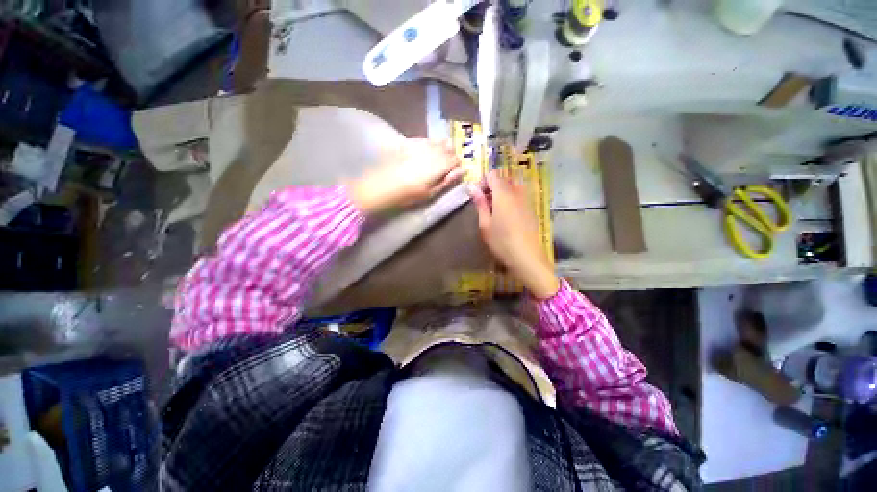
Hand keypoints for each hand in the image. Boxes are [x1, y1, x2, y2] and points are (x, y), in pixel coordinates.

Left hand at [350, 139, 463, 213]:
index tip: (453, 172)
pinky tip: (425, 152)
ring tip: (437, 159)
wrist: (383, 184)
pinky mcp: (410, 142)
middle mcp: (433, 151)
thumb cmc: (409, 193)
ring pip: (438, 142)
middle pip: (449, 148)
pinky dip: (430, 145)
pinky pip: (426, 140)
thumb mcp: (431, 192)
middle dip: (450, 155)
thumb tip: (462, 171)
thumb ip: (448, 180)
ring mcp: (421, 145)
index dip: (457, 165)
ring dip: (441, 148)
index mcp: (441, 164)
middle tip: (445, 167)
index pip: (456, 159)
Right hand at [469, 171, 559, 298]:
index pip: (493, 175)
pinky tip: (506, 216)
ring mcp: (527, 200)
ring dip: (501, 193)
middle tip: (484, 203)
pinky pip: (519, 196)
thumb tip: (472, 188)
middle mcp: (517, 192)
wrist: (527, 257)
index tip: (477, 195)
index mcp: (504, 193)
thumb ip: (480, 203)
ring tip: (494, 210)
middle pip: (504, 179)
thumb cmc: (501, 241)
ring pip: (513, 187)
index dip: (483, 181)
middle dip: (492, 187)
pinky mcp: (532, 209)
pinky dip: (510, 199)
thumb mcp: (485, 224)